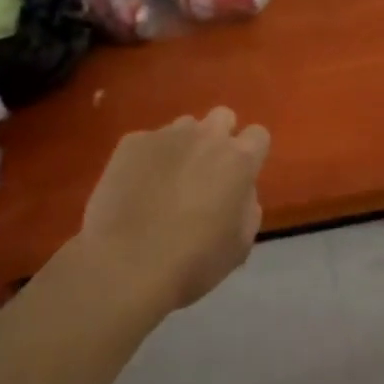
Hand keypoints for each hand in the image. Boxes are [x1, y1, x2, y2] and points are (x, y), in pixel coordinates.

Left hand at [77, 108, 271, 311]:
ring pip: (184, 127)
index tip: (240, 177)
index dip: (251, 154)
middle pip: (223, 117)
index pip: (258, 135)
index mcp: (239, 160)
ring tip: (166, 182)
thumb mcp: (240, 245)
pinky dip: (147, 160)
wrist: (124, 266)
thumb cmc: (192, 262)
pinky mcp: (132, 142)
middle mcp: (206, 136)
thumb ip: (248, 207)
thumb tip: (240, 191)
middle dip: (219, 138)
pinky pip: (147, 142)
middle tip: (206, 172)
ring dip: (183, 147)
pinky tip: (135, 190)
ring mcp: (166, 135)